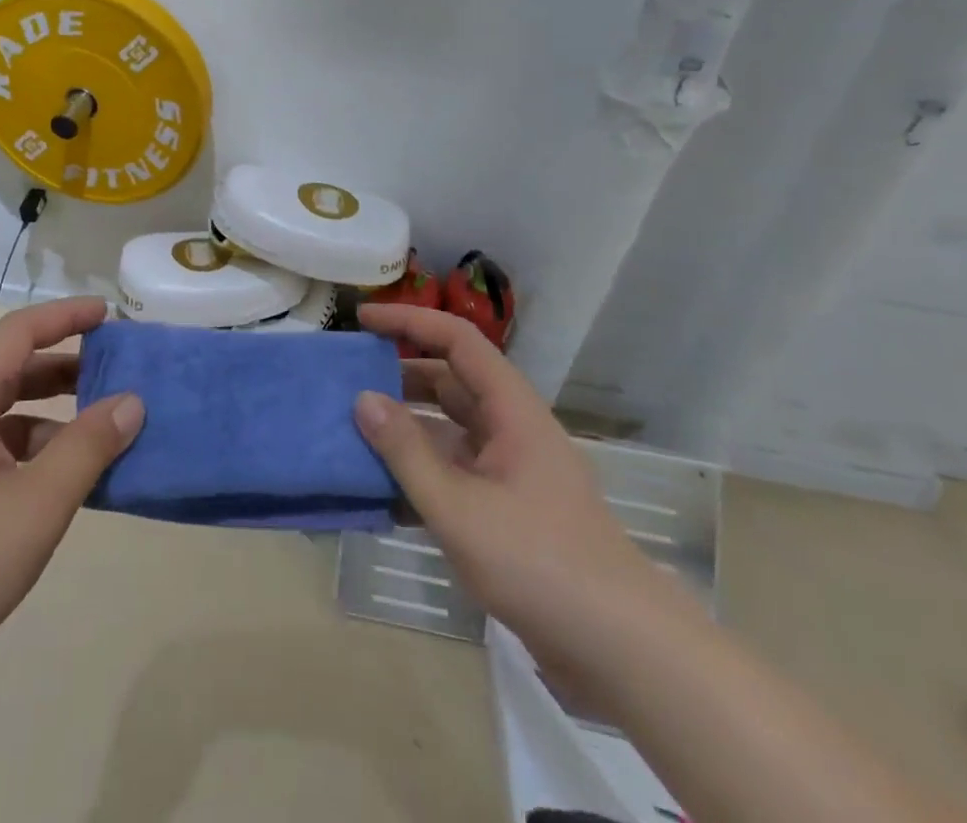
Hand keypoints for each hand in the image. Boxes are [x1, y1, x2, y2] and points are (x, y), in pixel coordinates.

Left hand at [0, 297, 142, 696]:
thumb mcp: (37, 502)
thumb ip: (88, 446)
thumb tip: (132, 401)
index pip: (20, 331)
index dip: (67, 316)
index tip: (110, 314)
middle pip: (13, 369)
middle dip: (66, 365)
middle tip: (116, 372)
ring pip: (5, 414)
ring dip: (53, 414)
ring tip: (101, 431)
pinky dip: (34, 452)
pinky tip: (63, 483)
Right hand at [354, 304, 681, 674]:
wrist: (620, 648)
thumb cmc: (539, 562)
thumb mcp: (459, 507)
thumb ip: (406, 452)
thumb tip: (363, 398)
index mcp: (510, 409)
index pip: (456, 341)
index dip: (409, 321)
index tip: (362, 319)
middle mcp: (510, 429)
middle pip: (448, 383)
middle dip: (398, 377)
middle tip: (347, 382)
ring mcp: (509, 470)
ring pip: (448, 430)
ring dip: (404, 430)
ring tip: (352, 433)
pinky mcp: (506, 509)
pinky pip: (453, 473)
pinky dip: (419, 474)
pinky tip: (380, 494)